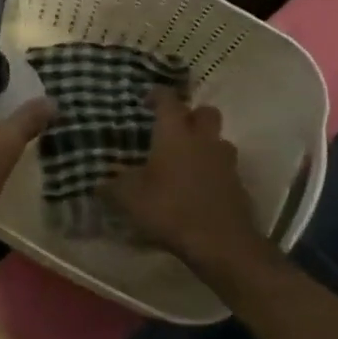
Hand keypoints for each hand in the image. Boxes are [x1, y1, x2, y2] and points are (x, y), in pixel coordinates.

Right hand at [106, 89, 261, 264]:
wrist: (220, 243)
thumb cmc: (170, 209)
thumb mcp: (129, 199)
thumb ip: (112, 187)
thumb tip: (99, 184)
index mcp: (175, 134)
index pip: (168, 100)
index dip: (157, 95)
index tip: (146, 100)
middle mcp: (203, 140)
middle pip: (205, 112)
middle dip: (190, 115)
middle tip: (173, 128)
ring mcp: (225, 162)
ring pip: (218, 140)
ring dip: (205, 144)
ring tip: (186, 160)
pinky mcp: (238, 185)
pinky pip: (224, 168)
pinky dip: (212, 172)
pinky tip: (197, 189)